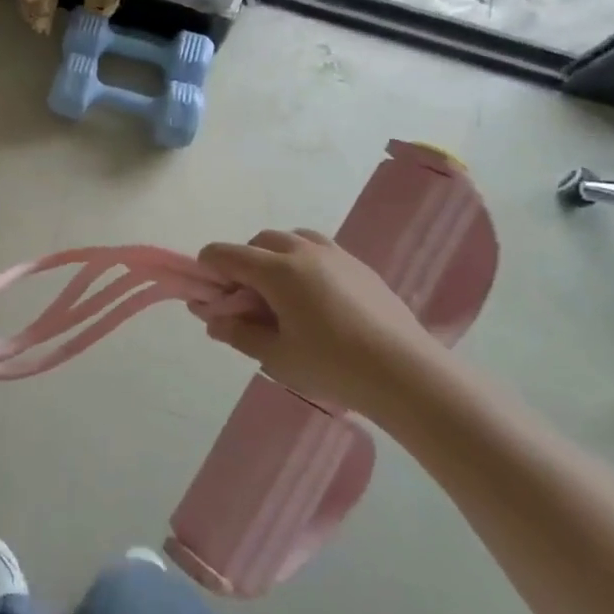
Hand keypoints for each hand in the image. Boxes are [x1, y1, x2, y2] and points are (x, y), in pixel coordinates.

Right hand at [197, 230, 461, 422]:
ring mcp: (337, 255)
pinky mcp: (361, 266)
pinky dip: (304, 263)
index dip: (208, 269)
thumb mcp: (275, 355)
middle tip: (245, 301)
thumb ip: (237, 333)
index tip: (206, 294)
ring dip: (275, 257)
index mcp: (277, 270)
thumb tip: (211, 318)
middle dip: (243, 263)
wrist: (407, 374)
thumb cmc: (332, 365)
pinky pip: (320, 251)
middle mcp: (303, 251)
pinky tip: (315, 299)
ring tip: (281, 295)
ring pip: (292, 239)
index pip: (226, 254)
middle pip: (259, 241)